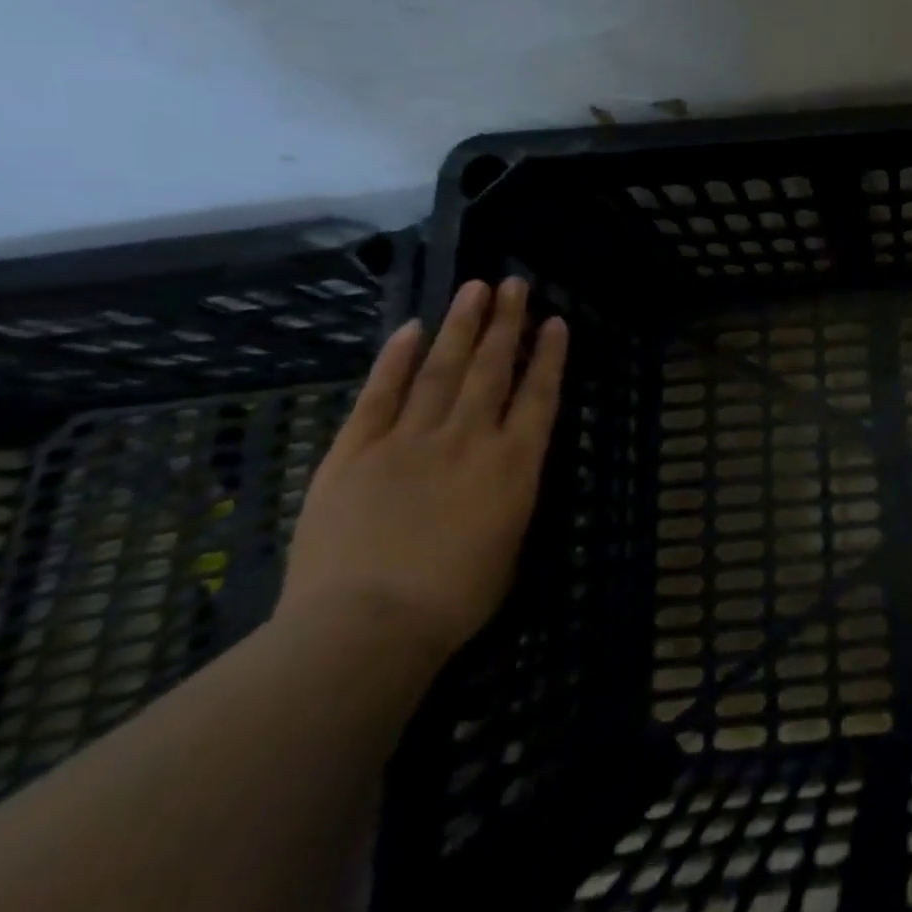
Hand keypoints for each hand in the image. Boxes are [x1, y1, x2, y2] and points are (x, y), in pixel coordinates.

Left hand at [277, 278, 568, 666]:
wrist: (365, 627)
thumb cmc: (454, 598)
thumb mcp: (510, 542)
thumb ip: (512, 492)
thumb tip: (509, 464)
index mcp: (514, 462)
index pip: (539, 393)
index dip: (549, 354)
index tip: (555, 321)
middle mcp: (470, 436)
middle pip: (492, 367)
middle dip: (506, 322)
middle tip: (513, 284)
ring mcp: (411, 439)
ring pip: (442, 369)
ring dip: (461, 326)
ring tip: (474, 288)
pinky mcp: (356, 452)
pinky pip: (380, 395)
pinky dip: (396, 360)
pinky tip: (411, 329)